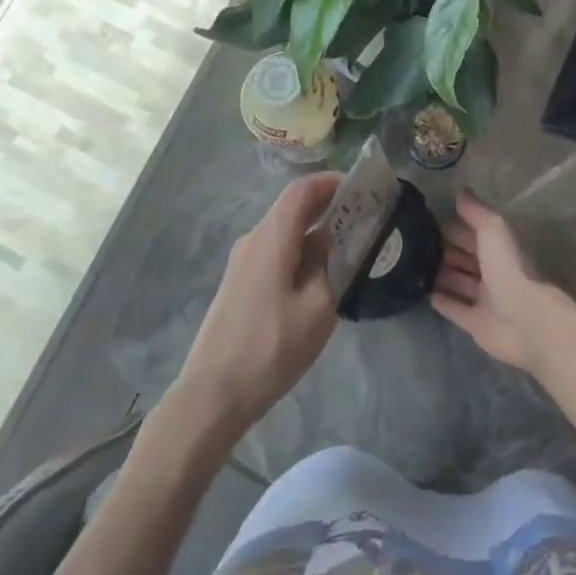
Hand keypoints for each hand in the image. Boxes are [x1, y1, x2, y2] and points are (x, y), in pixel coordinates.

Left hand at [175, 171, 342, 431]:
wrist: (213, 393)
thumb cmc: (271, 347)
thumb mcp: (317, 308)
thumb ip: (327, 265)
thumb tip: (328, 240)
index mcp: (272, 237)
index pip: (302, 190)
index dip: (331, 181)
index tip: (361, 187)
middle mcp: (253, 239)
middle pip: (291, 207)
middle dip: (326, 204)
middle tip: (362, 215)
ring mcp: (242, 262)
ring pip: (283, 231)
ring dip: (313, 229)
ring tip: (347, 244)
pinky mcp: (239, 283)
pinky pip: (274, 251)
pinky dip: (299, 249)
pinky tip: (318, 273)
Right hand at [431, 191, 569, 374]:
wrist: (526, 322)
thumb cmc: (509, 271)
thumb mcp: (493, 231)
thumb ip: (477, 212)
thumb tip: (461, 192)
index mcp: (499, 249)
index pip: (473, 234)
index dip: (454, 227)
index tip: (427, 221)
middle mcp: (493, 272)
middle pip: (465, 258)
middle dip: (444, 251)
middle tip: (415, 245)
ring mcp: (485, 299)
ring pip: (458, 282)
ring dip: (441, 275)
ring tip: (413, 267)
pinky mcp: (477, 323)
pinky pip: (455, 309)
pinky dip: (442, 301)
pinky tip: (424, 294)